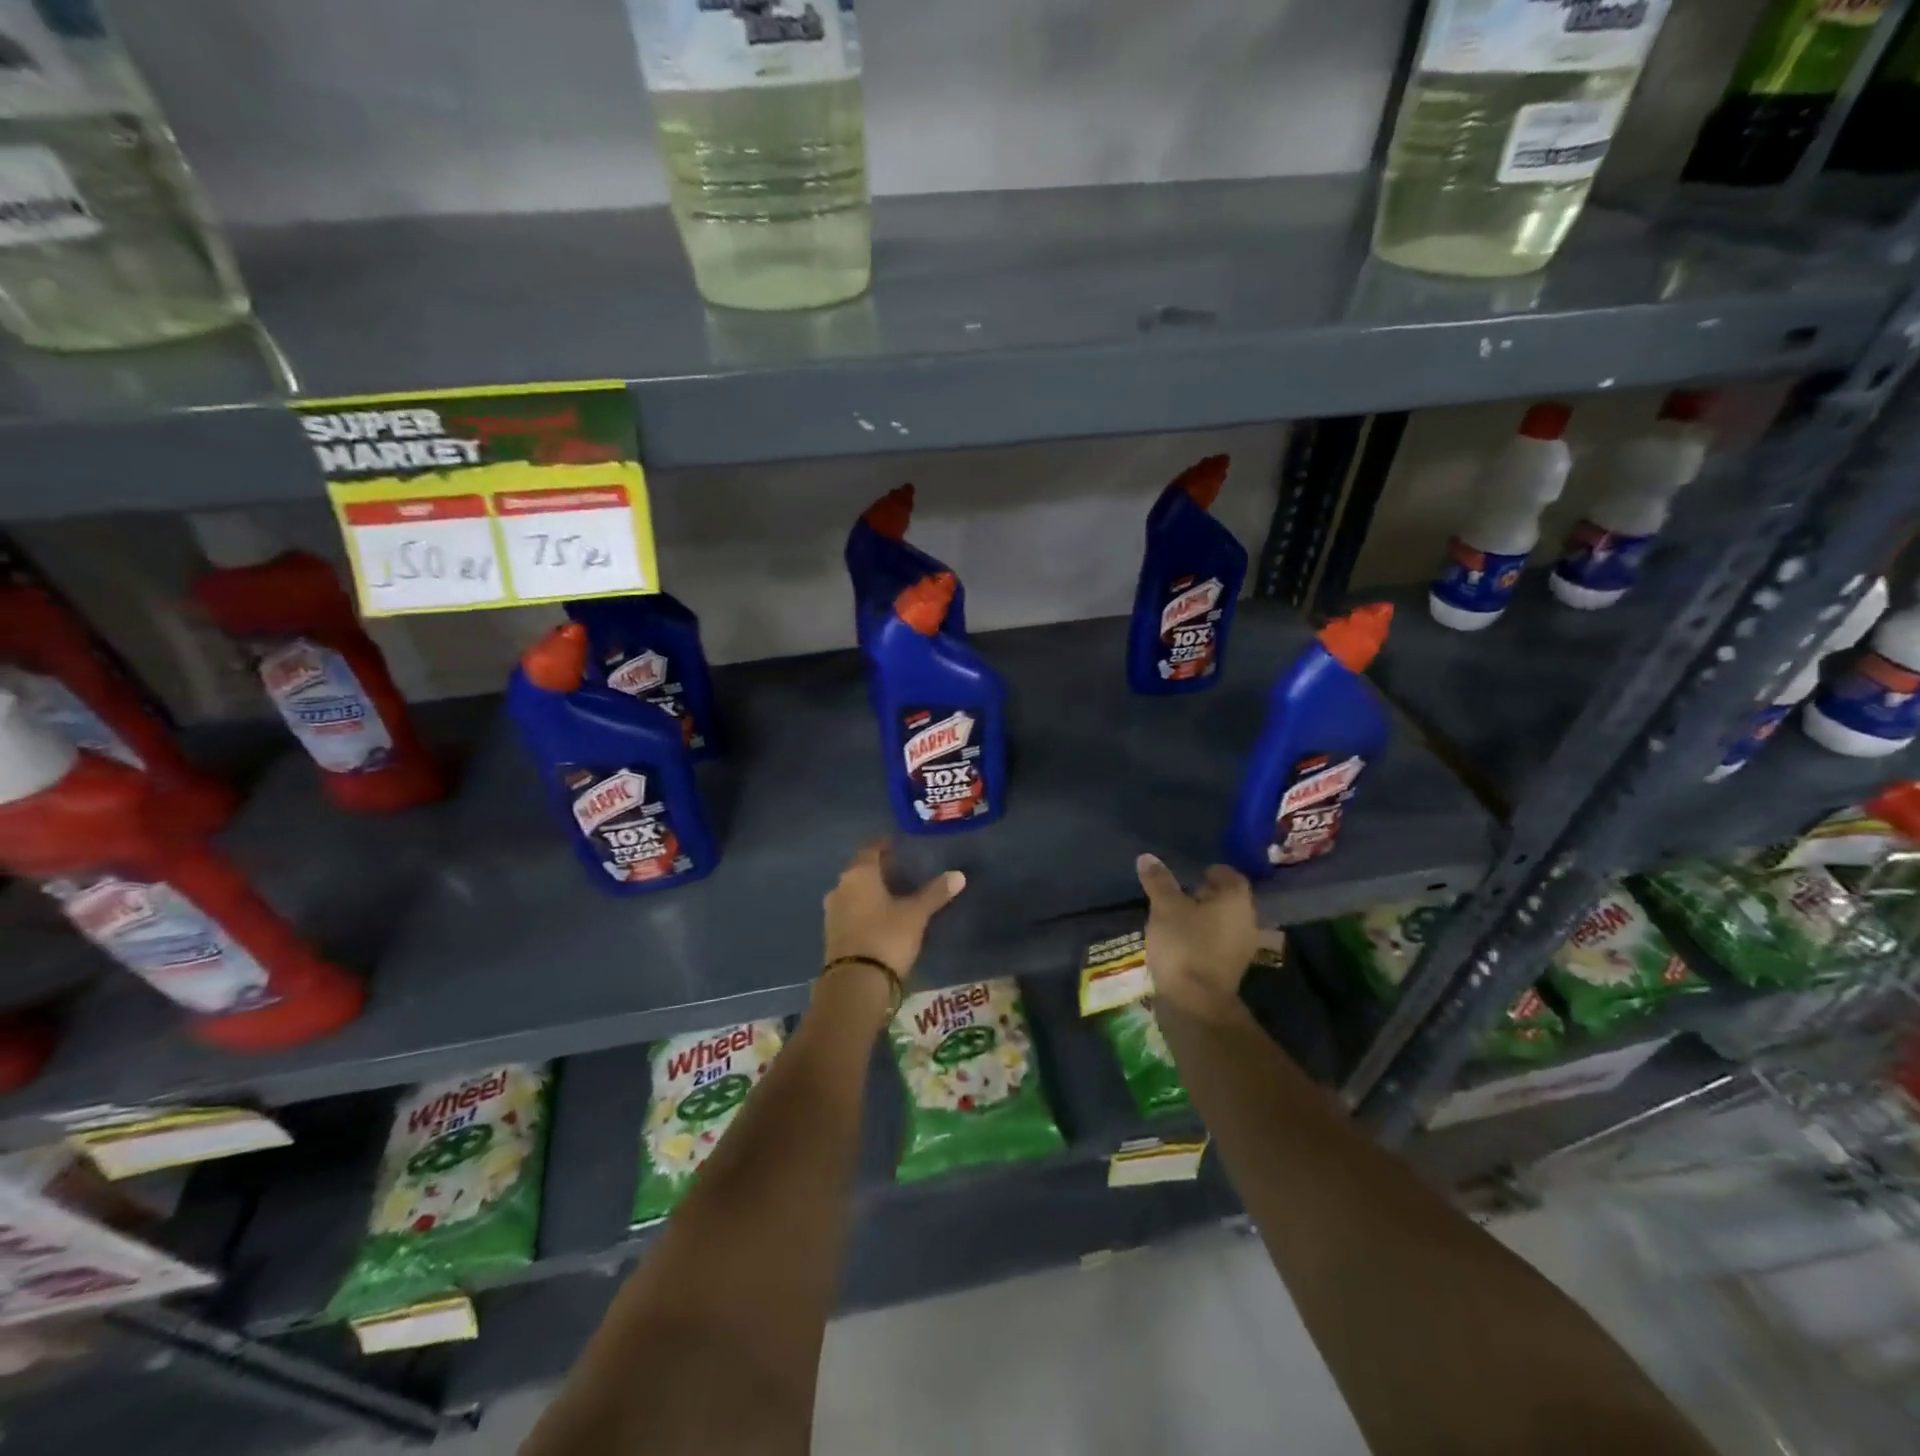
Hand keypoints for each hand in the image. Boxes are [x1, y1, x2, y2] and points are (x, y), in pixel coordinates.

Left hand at [823, 841, 965, 981]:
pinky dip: (864, 908)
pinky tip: (879, 916)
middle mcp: (840, 887)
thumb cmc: (886, 937)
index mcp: (858, 874)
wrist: (856, 984)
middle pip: (859, 870)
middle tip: (899, 867)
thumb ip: (935, 893)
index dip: (883, 844)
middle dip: (878, 868)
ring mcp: (832, 912)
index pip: (870, 849)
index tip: (896, 843)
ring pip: (853, 891)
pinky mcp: (832, 934)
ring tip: (891, 892)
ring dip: (869, 889)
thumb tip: (959, 875)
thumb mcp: (916, 914)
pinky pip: (849, 911)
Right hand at [1136, 854, 1257, 1021]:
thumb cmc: (1183, 944)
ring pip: (1223, 923)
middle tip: (1181, 892)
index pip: (1231, 876)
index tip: (1194, 873)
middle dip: (1207, 895)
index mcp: (1236, 901)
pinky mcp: (1230, 970)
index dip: (1213, 871)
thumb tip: (1147, 857)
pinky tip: (1182, 940)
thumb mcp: (1165, 907)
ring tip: (1177, 917)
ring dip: (1204, 918)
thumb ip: (1159, 881)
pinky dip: (1203, 938)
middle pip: (1229, 900)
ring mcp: (1241, 948)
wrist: (1194, 1002)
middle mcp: (1247, 921)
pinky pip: (1218, 943)